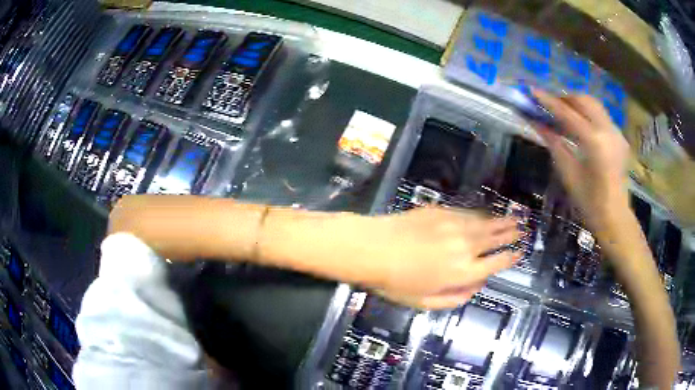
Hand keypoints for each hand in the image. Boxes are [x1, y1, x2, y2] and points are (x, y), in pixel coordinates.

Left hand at [356, 207, 521, 308]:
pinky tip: (485, 214)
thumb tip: (475, 287)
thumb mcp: (424, 303)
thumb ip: (454, 299)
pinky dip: (480, 215)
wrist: (372, 248)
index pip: (496, 263)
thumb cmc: (395, 282)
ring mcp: (455, 226)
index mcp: (463, 272)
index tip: (519, 252)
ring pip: (485, 223)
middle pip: (495, 239)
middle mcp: (466, 247)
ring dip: (501, 221)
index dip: (510, 257)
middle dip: (510, 234)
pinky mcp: (442, 211)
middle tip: (522, 229)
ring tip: (514, 219)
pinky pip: (468, 213)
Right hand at [532, 91, 631, 231]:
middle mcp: (608, 130)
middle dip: (565, 98)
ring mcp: (616, 132)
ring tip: (563, 113)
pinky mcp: (619, 137)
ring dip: (577, 104)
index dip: (548, 101)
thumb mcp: (568, 173)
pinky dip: (588, 114)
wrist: (615, 218)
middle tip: (549, 105)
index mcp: (594, 142)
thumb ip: (554, 143)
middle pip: (584, 100)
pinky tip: (580, 126)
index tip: (532, 91)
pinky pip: (601, 116)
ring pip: (594, 105)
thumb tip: (536, 122)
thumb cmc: (590, 202)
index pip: (567, 113)